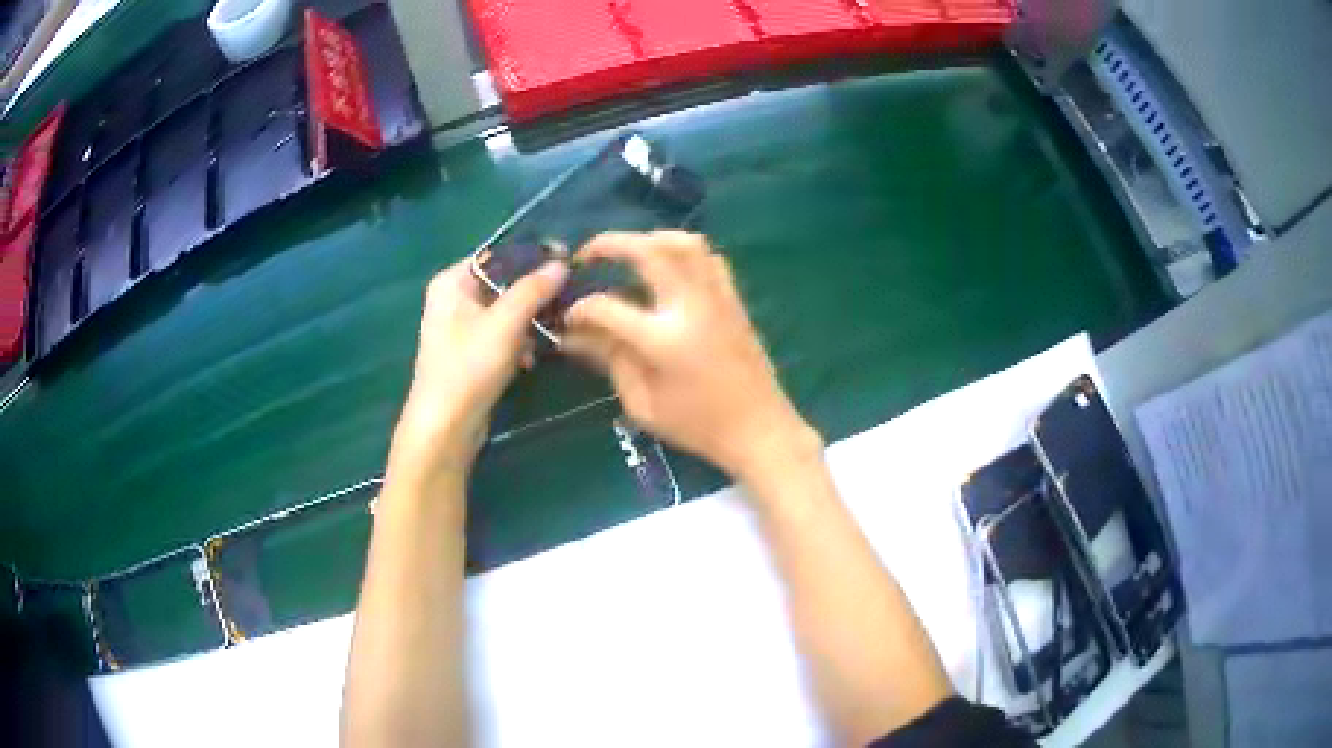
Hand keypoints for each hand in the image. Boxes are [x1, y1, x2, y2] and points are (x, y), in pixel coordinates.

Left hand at [387, 258, 567, 492]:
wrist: (445, 428)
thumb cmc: (467, 368)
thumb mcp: (504, 323)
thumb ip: (533, 290)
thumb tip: (561, 264)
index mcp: (452, 281)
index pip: (498, 254)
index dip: (532, 256)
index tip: (568, 260)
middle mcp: (454, 298)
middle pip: (504, 283)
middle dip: (535, 293)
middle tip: (570, 297)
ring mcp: (462, 328)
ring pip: (507, 311)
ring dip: (530, 322)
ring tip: (556, 330)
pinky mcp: (472, 354)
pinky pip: (503, 336)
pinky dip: (519, 343)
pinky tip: (533, 358)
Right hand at [562, 231, 819, 482]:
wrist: (759, 430)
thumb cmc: (698, 426)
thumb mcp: (643, 404)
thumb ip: (610, 360)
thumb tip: (575, 335)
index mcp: (663, 340)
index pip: (607, 306)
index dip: (580, 309)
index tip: (568, 318)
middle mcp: (691, 307)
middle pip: (648, 250)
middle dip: (610, 244)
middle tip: (587, 254)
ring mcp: (717, 298)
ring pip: (685, 243)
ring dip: (650, 239)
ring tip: (629, 254)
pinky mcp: (734, 300)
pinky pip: (709, 258)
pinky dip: (684, 253)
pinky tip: (669, 270)